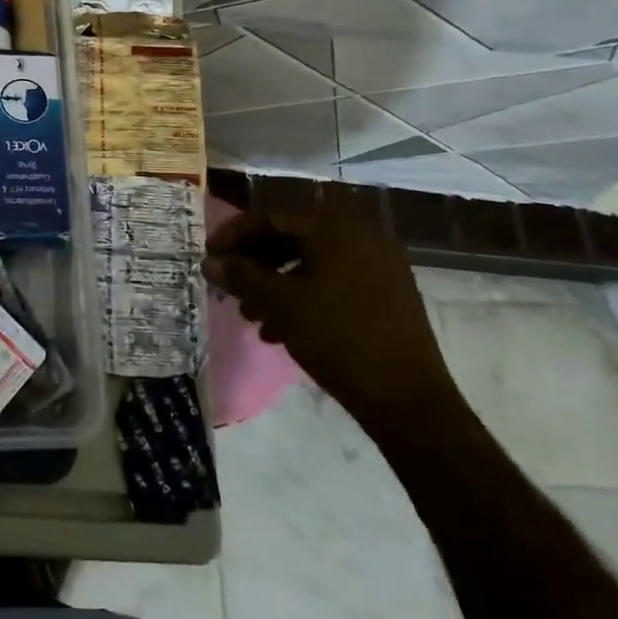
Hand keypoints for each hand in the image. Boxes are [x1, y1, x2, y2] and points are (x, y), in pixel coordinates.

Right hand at [203, 197, 459, 428]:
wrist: (408, 400)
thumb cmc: (337, 339)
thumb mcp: (279, 304)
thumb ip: (241, 276)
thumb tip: (209, 262)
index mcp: (335, 228)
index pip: (271, 217)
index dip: (234, 235)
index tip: (209, 257)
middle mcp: (361, 236)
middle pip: (292, 237)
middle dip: (255, 262)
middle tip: (229, 285)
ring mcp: (379, 265)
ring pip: (312, 262)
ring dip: (276, 282)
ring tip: (251, 315)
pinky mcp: (388, 294)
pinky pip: (334, 280)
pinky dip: (304, 295)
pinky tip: (282, 329)